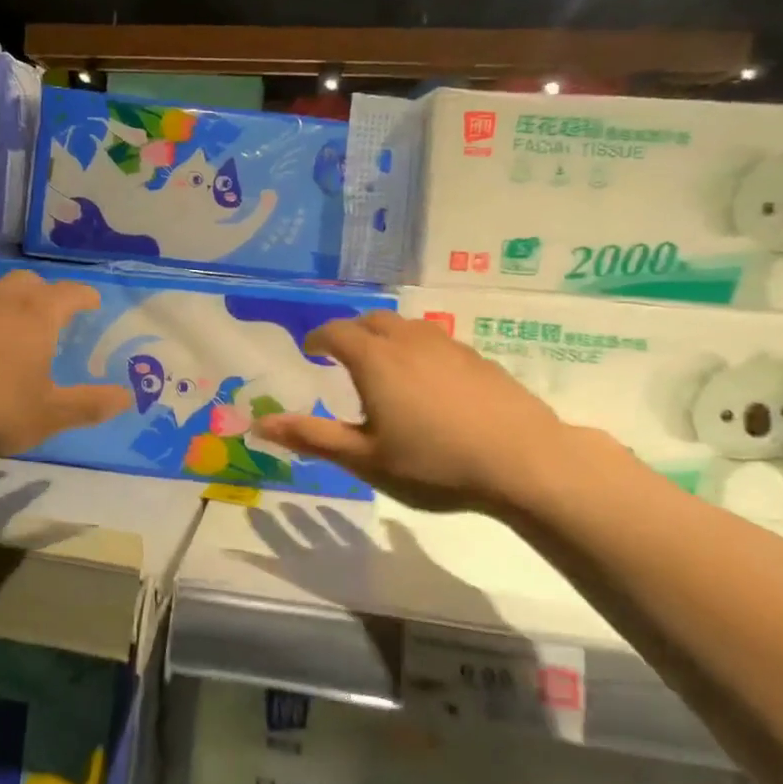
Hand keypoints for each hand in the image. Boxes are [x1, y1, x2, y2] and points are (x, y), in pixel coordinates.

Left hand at [0, 271, 131, 457]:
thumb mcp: (47, 415)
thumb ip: (88, 405)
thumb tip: (128, 397)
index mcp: (36, 315)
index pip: (70, 293)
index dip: (85, 296)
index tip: (93, 302)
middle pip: (27, 282)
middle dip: (42, 293)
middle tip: (46, 312)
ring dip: (0, 301)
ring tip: (2, 324)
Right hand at [255, 311, 580, 515]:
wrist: (524, 461)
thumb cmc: (433, 463)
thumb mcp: (364, 458)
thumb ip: (311, 437)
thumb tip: (259, 423)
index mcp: (374, 359)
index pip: (336, 332)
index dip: (318, 338)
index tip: (310, 351)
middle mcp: (408, 340)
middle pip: (372, 320)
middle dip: (352, 333)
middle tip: (343, 359)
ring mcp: (448, 346)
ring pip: (407, 327)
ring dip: (386, 338)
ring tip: (384, 369)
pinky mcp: (478, 359)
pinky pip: (435, 341)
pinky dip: (418, 350)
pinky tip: (429, 384)